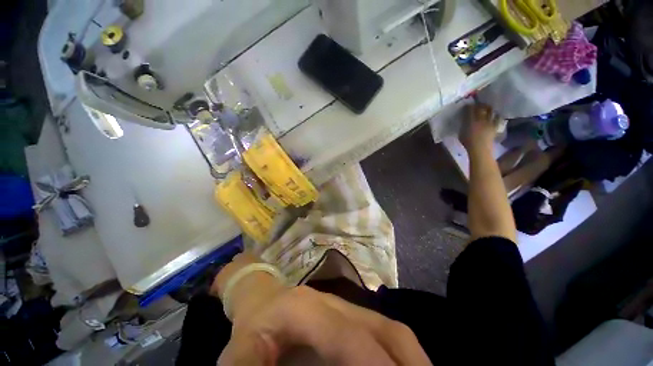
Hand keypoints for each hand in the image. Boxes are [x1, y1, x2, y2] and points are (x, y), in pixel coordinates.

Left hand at [218, 286, 431, 364]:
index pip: (347, 337)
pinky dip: (404, 354)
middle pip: (382, 329)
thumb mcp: (241, 355)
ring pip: (391, 328)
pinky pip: (387, 331)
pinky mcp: (352, 314)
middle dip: (408, 365)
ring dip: (412, 359)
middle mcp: (335, 303)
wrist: (265, 300)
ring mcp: (347, 305)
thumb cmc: (253, 328)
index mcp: (306, 309)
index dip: (373, 364)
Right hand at [460, 104, 497, 151]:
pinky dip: (497, 115)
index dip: (469, 106)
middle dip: (479, 105)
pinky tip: (496, 114)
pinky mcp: (495, 126)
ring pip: (490, 111)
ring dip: (488, 107)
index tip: (467, 105)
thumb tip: (464, 120)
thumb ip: (463, 125)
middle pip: (481, 108)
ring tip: (486, 107)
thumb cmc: (467, 142)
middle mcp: (481, 119)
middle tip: (477, 104)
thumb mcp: (461, 133)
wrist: (479, 149)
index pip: (470, 109)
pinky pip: (498, 118)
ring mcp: (489, 122)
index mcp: (471, 120)